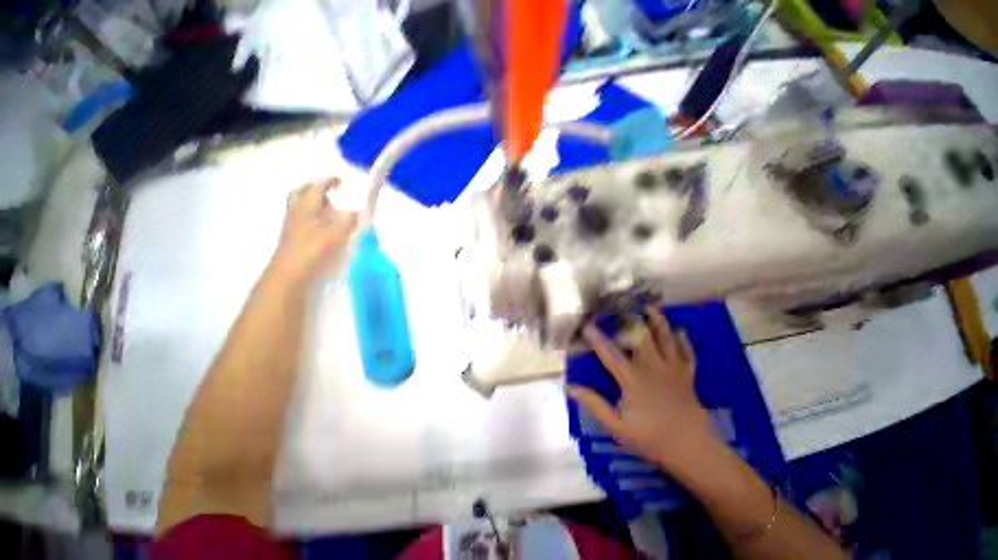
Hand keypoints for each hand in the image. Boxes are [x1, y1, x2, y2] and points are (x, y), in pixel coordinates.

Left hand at [270, 179, 357, 282]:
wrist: (289, 273)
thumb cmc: (312, 250)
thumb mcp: (335, 234)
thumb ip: (348, 221)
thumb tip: (355, 212)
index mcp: (305, 206)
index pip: (317, 187)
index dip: (329, 181)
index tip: (341, 181)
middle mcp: (296, 211)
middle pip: (301, 193)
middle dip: (315, 189)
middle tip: (330, 194)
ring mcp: (292, 224)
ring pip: (301, 206)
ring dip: (315, 204)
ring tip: (331, 211)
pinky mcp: (293, 237)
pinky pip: (303, 219)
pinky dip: (314, 217)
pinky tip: (325, 227)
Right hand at [568, 307, 719, 473]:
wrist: (695, 451)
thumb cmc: (653, 440)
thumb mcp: (617, 427)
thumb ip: (594, 405)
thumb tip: (570, 388)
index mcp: (633, 379)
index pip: (610, 354)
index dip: (596, 338)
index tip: (586, 324)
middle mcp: (652, 368)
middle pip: (640, 338)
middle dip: (630, 320)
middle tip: (622, 306)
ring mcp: (672, 371)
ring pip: (664, 340)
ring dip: (658, 322)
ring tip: (652, 306)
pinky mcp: (688, 377)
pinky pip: (687, 354)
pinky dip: (684, 341)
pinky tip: (682, 331)